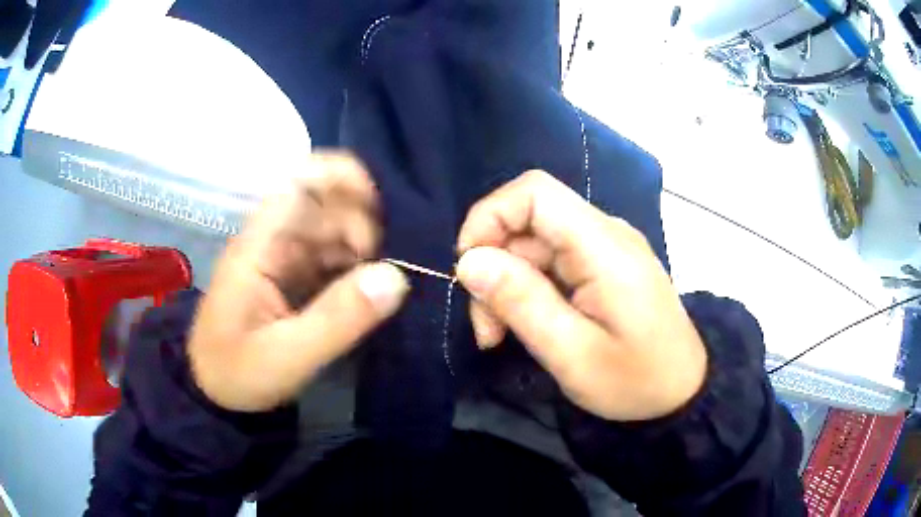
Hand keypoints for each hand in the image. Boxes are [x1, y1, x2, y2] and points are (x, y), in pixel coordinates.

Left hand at [189, 153, 409, 411]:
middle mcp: (271, 242)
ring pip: (330, 230)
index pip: (296, 185)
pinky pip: (330, 257)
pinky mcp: (292, 278)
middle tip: (376, 268)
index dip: (336, 176)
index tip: (374, 199)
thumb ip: (338, 318)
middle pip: (321, 204)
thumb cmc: (239, 372)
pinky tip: (363, 290)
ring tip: (373, 283)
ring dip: (360, 247)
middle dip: (358, 223)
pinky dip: (353, 266)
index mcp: (258, 246)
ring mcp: (282, 259)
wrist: (215, 391)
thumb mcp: (288, 356)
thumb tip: (397, 277)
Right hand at [455, 171, 705, 420]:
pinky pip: (552, 261)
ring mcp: (606, 247)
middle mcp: (605, 233)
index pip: (534, 192)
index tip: (468, 271)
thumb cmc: (635, 380)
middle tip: (487, 329)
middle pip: (528, 222)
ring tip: (501, 335)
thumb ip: (522, 303)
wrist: (682, 392)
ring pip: (534, 244)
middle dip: (494, 267)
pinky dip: (528, 289)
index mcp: (604, 246)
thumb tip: (469, 262)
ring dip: (508, 284)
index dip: (489, 217)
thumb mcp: (573, 354)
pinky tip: (528, 325)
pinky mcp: (603, 265)